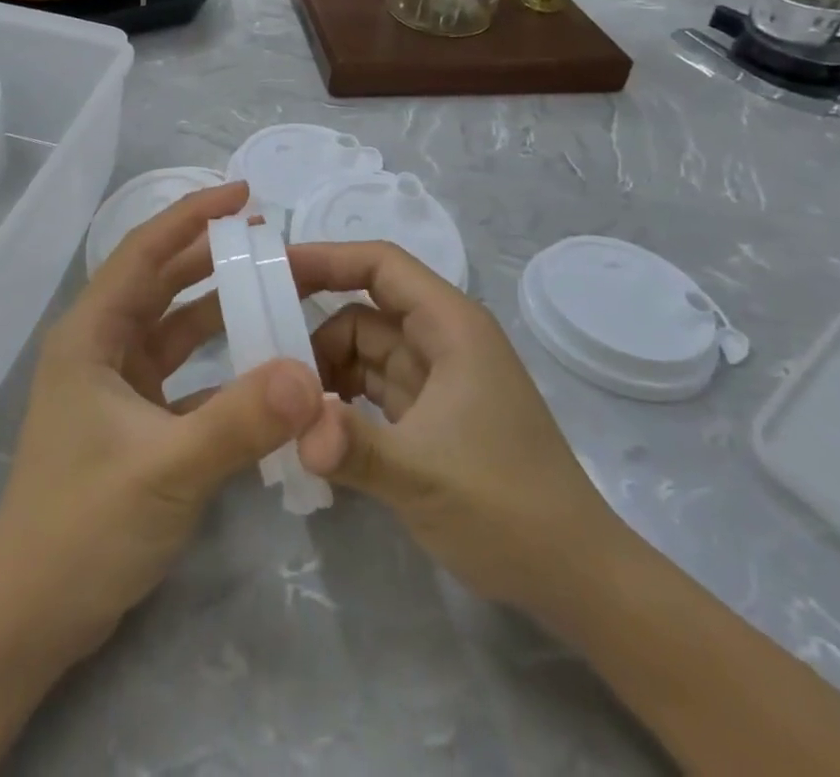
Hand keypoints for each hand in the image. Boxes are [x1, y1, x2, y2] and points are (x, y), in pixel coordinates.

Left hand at [0, 182, 323, 661]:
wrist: (29, 617)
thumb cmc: (83, 528)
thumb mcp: (167, 469)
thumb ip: (240, 420)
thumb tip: (309, 374)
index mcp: (91, 334)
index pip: (144, 251)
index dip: (191, 215)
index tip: (242, 193)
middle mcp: (100, 347)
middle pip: (161, 282)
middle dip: (211, 255)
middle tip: (270, 237)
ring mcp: (116, 385)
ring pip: (175, 327)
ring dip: (220, 308)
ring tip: (275, 289)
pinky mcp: (133, 421)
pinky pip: (184, 375)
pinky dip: (221, 365)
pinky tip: (264, 367)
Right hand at [289, 242, 617, 616]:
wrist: (578, 580)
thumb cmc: (509, 509)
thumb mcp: (424, 476)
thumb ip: (354, 447)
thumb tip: (293, 428)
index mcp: (451, 327)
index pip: (381, 265)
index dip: (326, 258)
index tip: (272, 270)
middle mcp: (443, 341)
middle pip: (363, 311)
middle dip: (313, 331)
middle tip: (262, 360)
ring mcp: (437, 379)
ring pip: (363, 352)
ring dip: (324, 372)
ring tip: (282, 404)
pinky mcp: (430, 415)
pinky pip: (371, 389)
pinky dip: (340, 401)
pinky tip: (312, 429)